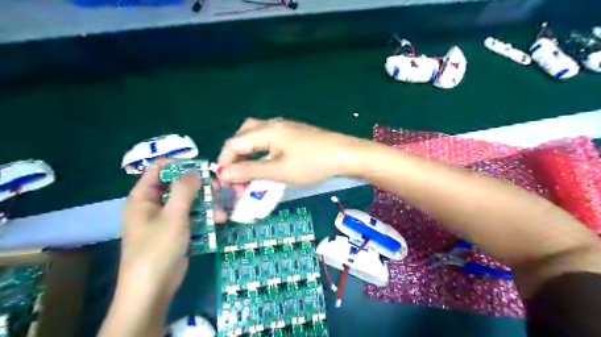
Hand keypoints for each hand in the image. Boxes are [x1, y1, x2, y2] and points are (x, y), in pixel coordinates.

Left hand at [119, 160, 224, 300]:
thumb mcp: (173, 216)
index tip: (202, 167)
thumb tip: (194, 170)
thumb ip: (184, 190)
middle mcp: (154, 204)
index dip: (179, 164)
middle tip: (218, 190)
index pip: (159, 169)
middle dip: (201, 187)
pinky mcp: (178, 231)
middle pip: (179, 185)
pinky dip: (206, 217)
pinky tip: (220, 221)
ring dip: (208, 205)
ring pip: (190, 202)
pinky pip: (193, 217)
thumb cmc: (157, 249)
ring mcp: (167, 219)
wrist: (153, 289)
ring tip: (222, 213)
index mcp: (144, 197)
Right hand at [219, 118, 363, 185]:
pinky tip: (268, 160)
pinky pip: (270, 137)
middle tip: (236, 173)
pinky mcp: (295, 132)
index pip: (233, 143)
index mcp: (265, 130)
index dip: (225, 161)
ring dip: (248, 151)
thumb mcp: (278, 171)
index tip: (225, 181)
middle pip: (243, 134)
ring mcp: (285, 126)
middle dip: (235, 154)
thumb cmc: (311, 164)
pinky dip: (261, 149)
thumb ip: (249, 171)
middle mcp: (272, 124)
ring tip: (249, 169)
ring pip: (256, 134)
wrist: (344, 154)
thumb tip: (223, 173)